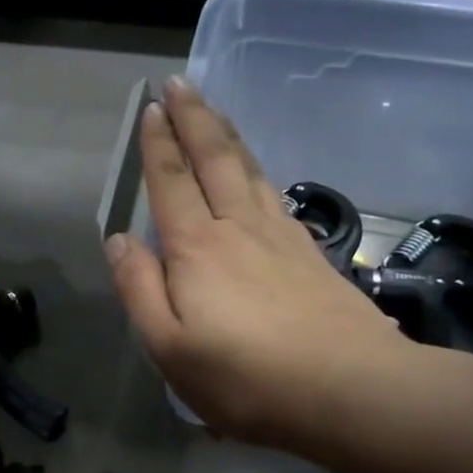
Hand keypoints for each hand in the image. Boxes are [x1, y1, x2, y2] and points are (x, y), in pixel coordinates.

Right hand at [103, 78, 411, 451]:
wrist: (352, 391)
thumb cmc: (247, 378)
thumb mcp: (170, 348)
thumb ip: (139, 289)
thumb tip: (119, 240)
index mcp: (197, 248)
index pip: (171, 182)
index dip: (158, 144)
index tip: (152, 108)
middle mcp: (237, 228)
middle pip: (214, 159)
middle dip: (194, 118)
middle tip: (180, 82)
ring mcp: (279, 236)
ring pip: (247, 169)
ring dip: (226, 134)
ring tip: (214, 109)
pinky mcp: (310, 253)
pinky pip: (273, 193)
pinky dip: (257, 168)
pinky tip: (256, 170)